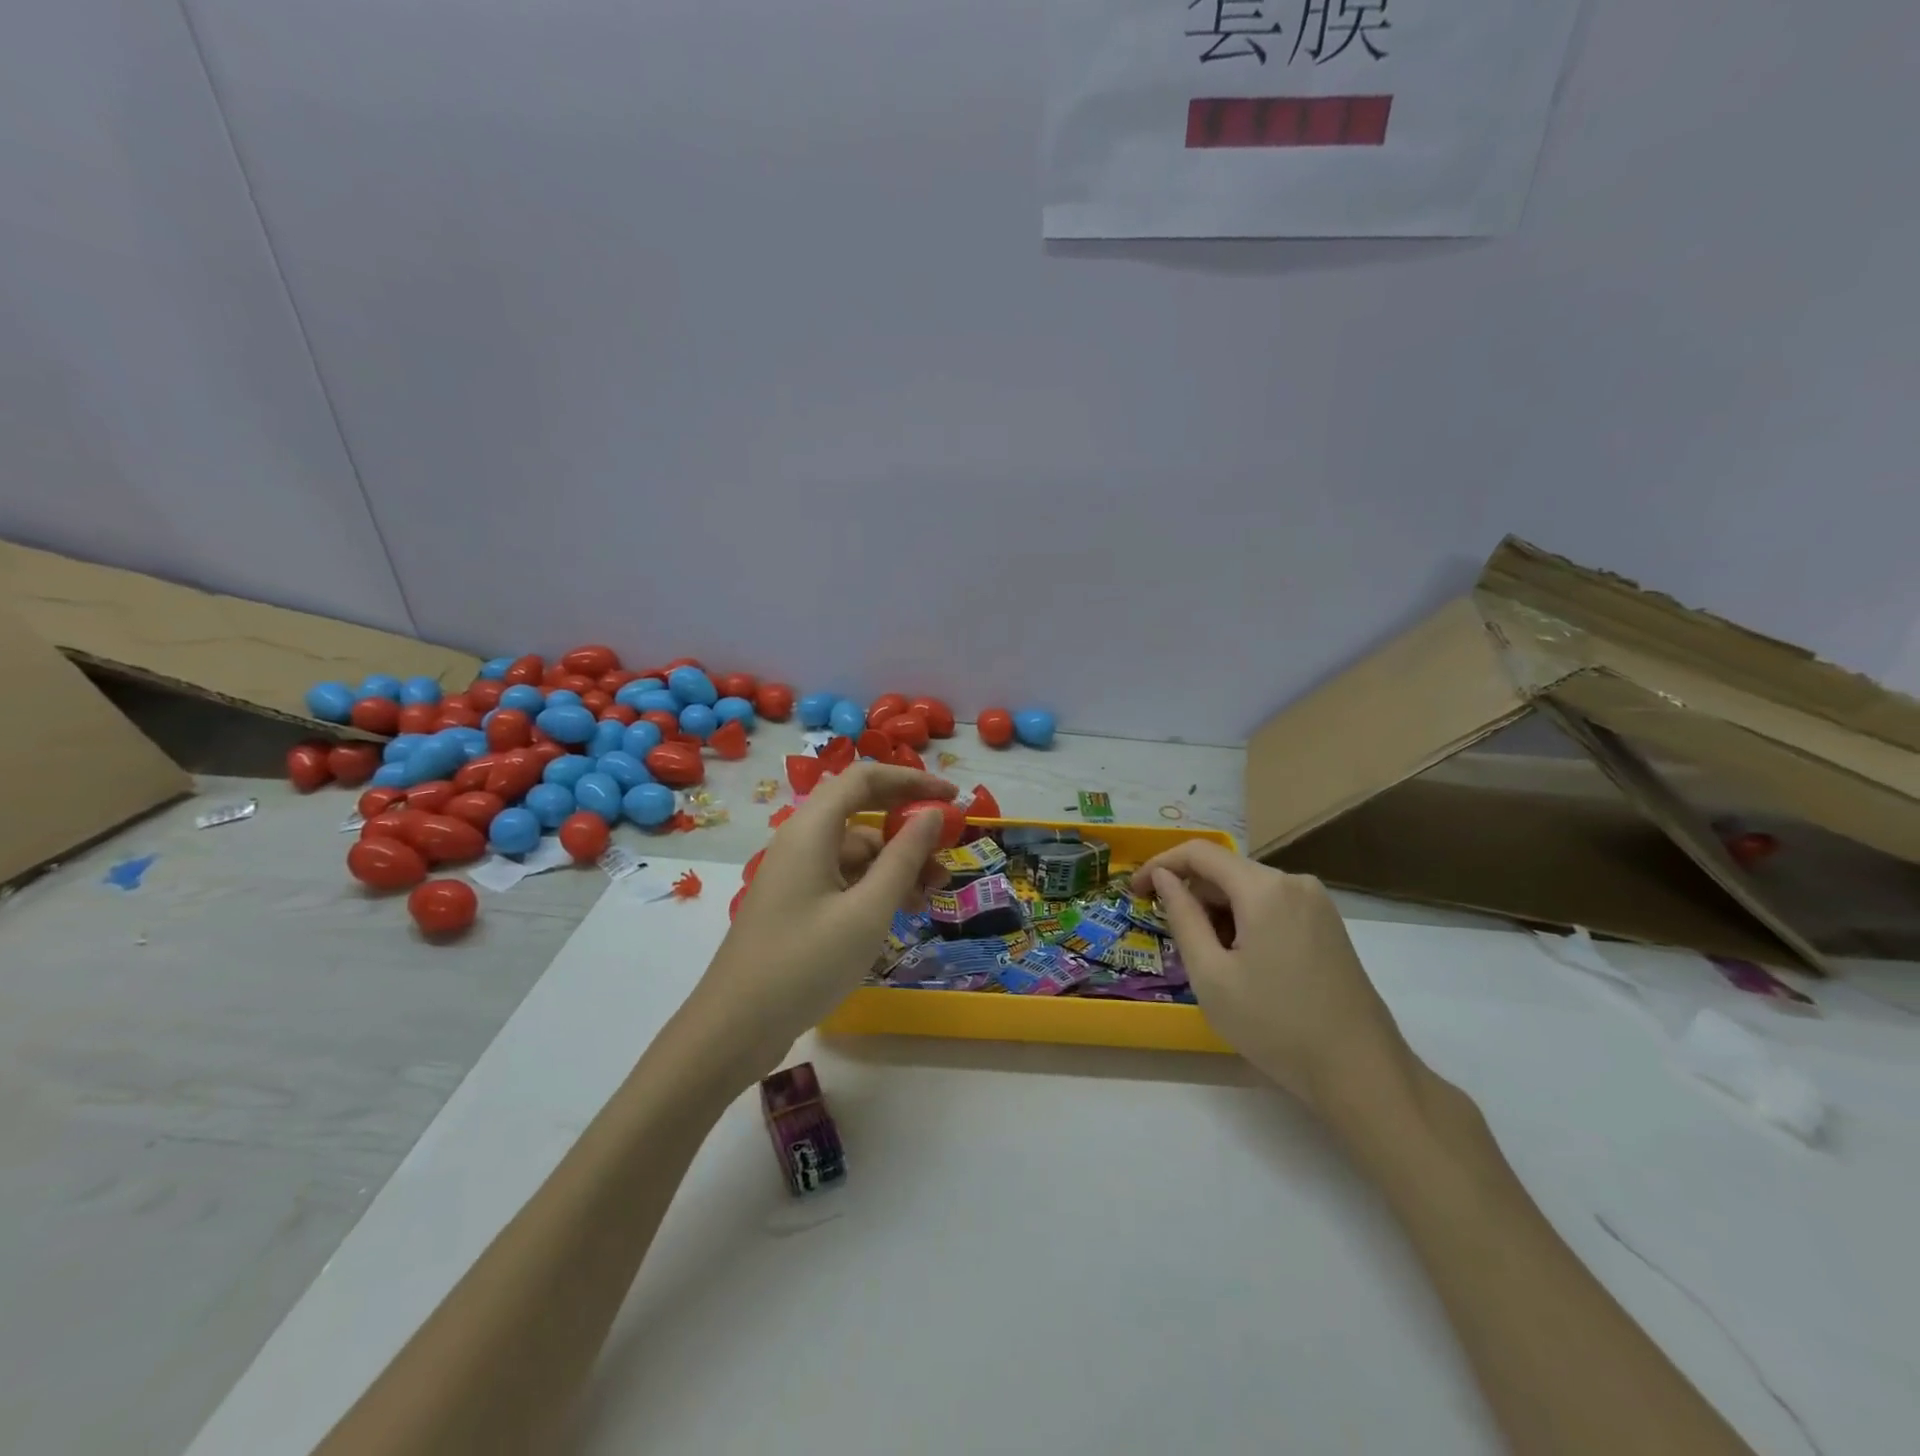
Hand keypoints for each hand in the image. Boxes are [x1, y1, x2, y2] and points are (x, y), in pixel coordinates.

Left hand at [684, 763, 955, 1077]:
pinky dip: (875, 886)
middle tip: (949, 850)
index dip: (911, 780)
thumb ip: (904, 857)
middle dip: (908, 826)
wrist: (735, 1027)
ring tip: (932, 894)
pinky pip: (843, 877)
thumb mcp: (868, 911)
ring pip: (856, 850)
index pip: (865, 778)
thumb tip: (932, 814)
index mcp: (811, 829)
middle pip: (861, 811)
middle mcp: (801, 840)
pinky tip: (900, 912)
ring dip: (896, 863)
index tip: (953, 799)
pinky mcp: (796, 902)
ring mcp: (796, 872)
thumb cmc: (805, 963)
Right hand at [1133, 842, 1417, 1120]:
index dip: (1160, 864)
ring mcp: (1316, 902)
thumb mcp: (1211, 975)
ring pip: (1248, 890)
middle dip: (1191, 895)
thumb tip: (1163, 878)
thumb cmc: (1275, 1025)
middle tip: (1170, 938)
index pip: (1199, 852)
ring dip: (1217, 912)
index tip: (1134, 891)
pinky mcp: (1328, 924)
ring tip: (1207, 960)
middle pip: (1225, 870)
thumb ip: (1182, 917)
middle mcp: (1294, 882)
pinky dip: (1244, 921)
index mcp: (1264, 888)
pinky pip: (1272, 906)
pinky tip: (1241, 962)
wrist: (1361, 1072)